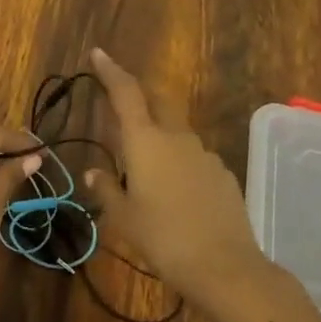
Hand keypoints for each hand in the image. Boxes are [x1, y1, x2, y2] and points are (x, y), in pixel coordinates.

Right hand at [85, 48, 274, 306]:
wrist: (226, 268)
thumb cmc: (164, 238)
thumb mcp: (124, 218)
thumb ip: (107, 190)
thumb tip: (94, 173)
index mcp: (145, 141)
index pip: (125, 92)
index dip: (110, 71)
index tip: (98, 54)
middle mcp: (176, 137)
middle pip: (157, 100)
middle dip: (139, 93)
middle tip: (121, 99)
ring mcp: (204, 154)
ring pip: (176, 131)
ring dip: (159, 134)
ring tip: (145, 163)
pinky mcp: (223, 174)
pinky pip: (194, 157)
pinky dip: (180, 161)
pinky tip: (176, 190)